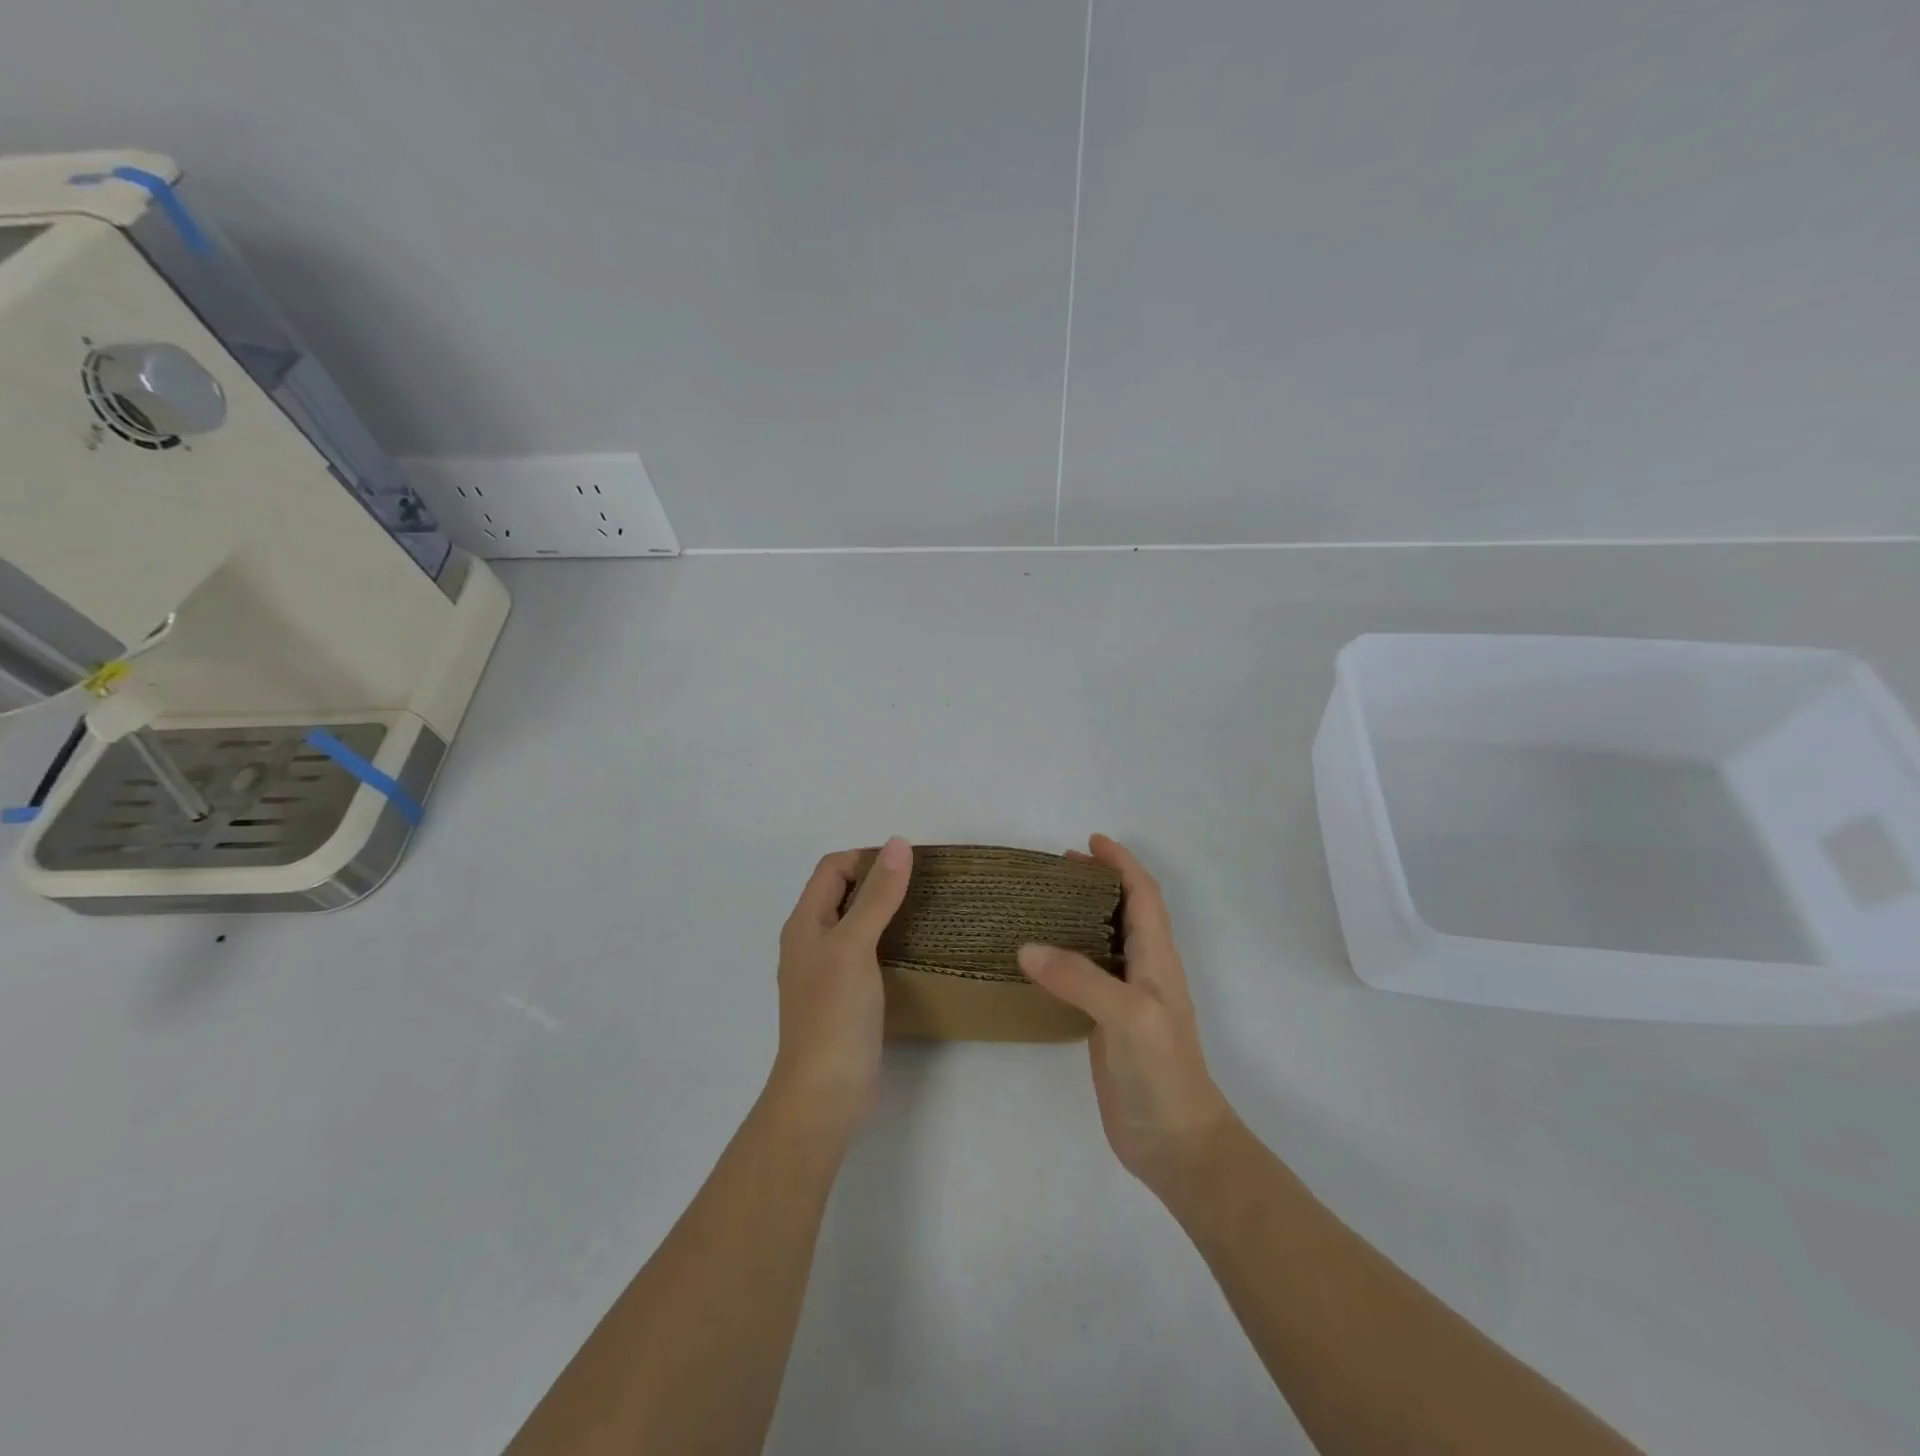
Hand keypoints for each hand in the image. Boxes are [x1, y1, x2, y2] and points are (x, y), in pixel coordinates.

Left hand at [767, 837, 912, 1133]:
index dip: (866, 858)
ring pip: (855, 925)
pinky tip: (914, 951)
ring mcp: (826, 972)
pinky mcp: (844, 998)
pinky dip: (887, 942)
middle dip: (879, 882)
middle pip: (843, 894)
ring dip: (885, 912)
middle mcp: (811, 941)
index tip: (908, 865)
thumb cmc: (834, 1012)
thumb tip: (897, 843)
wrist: (824, 1092)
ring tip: (925, 911)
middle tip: (923, 885)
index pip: (832, 868)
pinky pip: (866, 954)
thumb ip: (877, 895)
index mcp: (805, 923)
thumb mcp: (855, 945)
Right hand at [1018, 835, 1232, 1194]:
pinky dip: (1065, 956)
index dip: (1122, 864)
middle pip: (1125, 912)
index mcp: (1157, 959)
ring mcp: (1125, 1000)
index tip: (1091, 841)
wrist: (1176, 1144)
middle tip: (1059, 867)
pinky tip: (1039, 961)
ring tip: (1044, 902)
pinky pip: (1085, 977)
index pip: (1143, 896)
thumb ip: (1080, 978)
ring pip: (1104, 942)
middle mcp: (1143, 971)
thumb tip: (1026, 946)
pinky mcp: (1106, 1026)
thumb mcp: (1126, 1016)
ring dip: (1081, 915)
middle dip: (1099, 882)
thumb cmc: (1162, 1072)